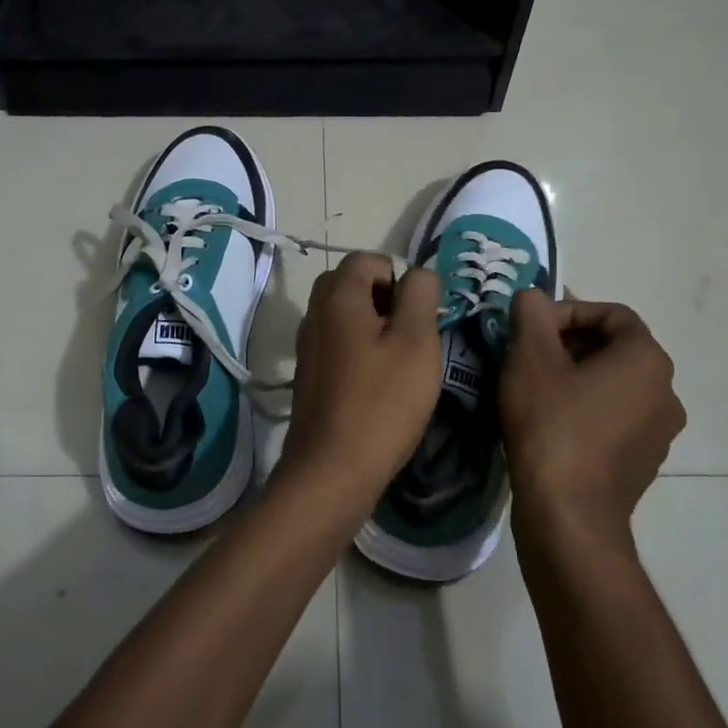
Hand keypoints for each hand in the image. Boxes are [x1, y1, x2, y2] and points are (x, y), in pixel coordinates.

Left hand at [279, 253, 441, 499]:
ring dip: (372, 326)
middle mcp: (314, 313)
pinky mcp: (308, 375)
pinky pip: (335, 344)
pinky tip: (377, 384)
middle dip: (383, 299)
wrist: (332, 468)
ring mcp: (307, 346)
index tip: (416, 315)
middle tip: (409, 334)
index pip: (367, 259)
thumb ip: (420, 295)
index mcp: (337, 296)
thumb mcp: (417, 341)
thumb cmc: (382, 400)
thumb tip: (417, 274)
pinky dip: (357, 350)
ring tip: (398, 362)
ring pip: (342, 315)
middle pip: (350, 284)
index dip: (398, 277)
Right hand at [500, 291, 685, 541]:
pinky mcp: (643, 463)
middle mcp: (665, 392)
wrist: (568, 515)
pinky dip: (584, 408)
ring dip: (575, 375)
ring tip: (533, 387)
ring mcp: (658, 432)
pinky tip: (548, 422)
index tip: (532, 327)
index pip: (612, 314)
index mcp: (647, 360)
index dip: (568, 311)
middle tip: (526, 354)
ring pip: (613, 384)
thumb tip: (532, 297)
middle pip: (615, 348)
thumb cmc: (552, 424)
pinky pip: (614, 417)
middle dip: (568, 342)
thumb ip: (532, 314)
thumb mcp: (530, 357)